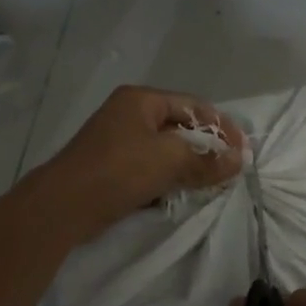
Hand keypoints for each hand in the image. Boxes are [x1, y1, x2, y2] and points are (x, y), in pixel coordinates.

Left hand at [30, 85, 243, 239]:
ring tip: (212, 183)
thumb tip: (238, 161)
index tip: (243, 151)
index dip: (222, 126)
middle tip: (230, 169)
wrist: (63, 206)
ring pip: (166, 150)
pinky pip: (151, 168)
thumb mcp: (169, 160)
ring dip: (189, 166)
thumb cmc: (118, 170)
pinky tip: (183, 193)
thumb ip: (207, 159)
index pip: (193, 106)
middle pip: (180, 127)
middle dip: (207, 148)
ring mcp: (118, 141)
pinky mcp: (112, 168)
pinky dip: (169, 178)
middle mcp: (129, 115)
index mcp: (141, 100)